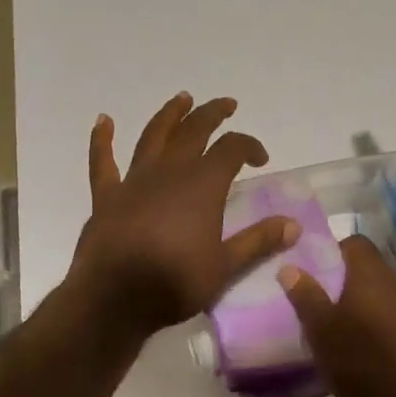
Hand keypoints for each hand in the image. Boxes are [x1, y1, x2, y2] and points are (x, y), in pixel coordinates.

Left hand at [67, 93, 298, 339]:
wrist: (115, 298)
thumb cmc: (175, 282)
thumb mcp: (225, 267)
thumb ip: (258, 241)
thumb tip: (293, 225)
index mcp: (202, 185)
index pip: (232, 149)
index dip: (249, 146)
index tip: (260, 158)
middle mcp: (169, 172)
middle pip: (194, 131)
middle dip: (212, 114)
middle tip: (226, 105)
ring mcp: (134, 180)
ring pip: (154, 136)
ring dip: (169, 114)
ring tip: (182, 98)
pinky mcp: (106, 195)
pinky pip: (102, 161)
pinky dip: (102, 140)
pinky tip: (102, 121)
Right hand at [278, 235, 395, 396]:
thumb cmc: (361, 360)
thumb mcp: (321, 330)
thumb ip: (305, 295)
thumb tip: (289, 267)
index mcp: (371, 275)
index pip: (355, 243)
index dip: (334, 251)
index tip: (316, 271)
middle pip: (369, 267)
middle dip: (346, 279)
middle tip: (323, 301)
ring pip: (382, 291)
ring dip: (363, 301)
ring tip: (342, 326)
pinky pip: (394, 312)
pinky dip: (378, 320)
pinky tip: (366, 346)